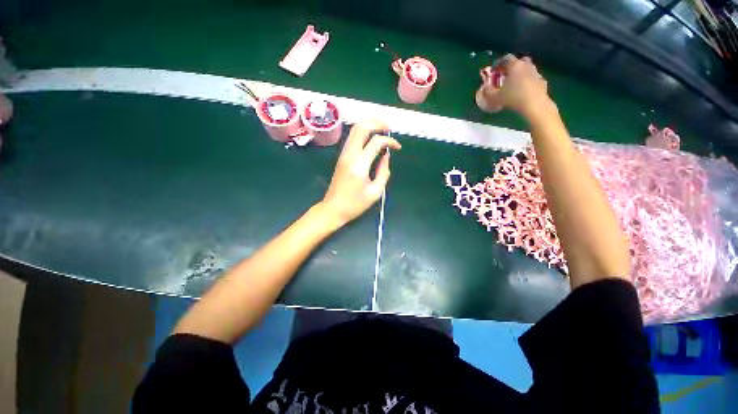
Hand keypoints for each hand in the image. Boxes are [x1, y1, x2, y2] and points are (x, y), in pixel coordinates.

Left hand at [319, 120, 400, 226]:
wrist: (333, 209)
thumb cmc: (355, 204)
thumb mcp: (375, 192)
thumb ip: (383, 172)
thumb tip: (386, 156)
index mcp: (359, 165)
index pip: (376, 142)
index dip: (389, 141)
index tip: (397, 147)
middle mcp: (349, 155)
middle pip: (361, 127)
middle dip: (377, 122)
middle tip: (389, 127)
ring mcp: (343, 155)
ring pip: (354, 130)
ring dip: (369, 125)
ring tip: (382, 129)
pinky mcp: (341, 157)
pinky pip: (352, 138)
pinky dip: (363, 133)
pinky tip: (372, 138)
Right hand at [487, 55, 552, 118]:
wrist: (534, 104)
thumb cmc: (512, 98)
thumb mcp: (494, 98)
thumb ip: (488, 92)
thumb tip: (484, 89)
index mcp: (514, 66)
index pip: (506, 58)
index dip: (499, 63)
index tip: (494, 70)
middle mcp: (526, 66)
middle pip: (519, 61)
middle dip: (512, 66)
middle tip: (506, 75)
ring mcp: (536, 73)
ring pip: (527, 69)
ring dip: (521, 74)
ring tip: (514, 85)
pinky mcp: (542, 81)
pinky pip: (533, 79)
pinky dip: (528, 82)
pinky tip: (523, 91)